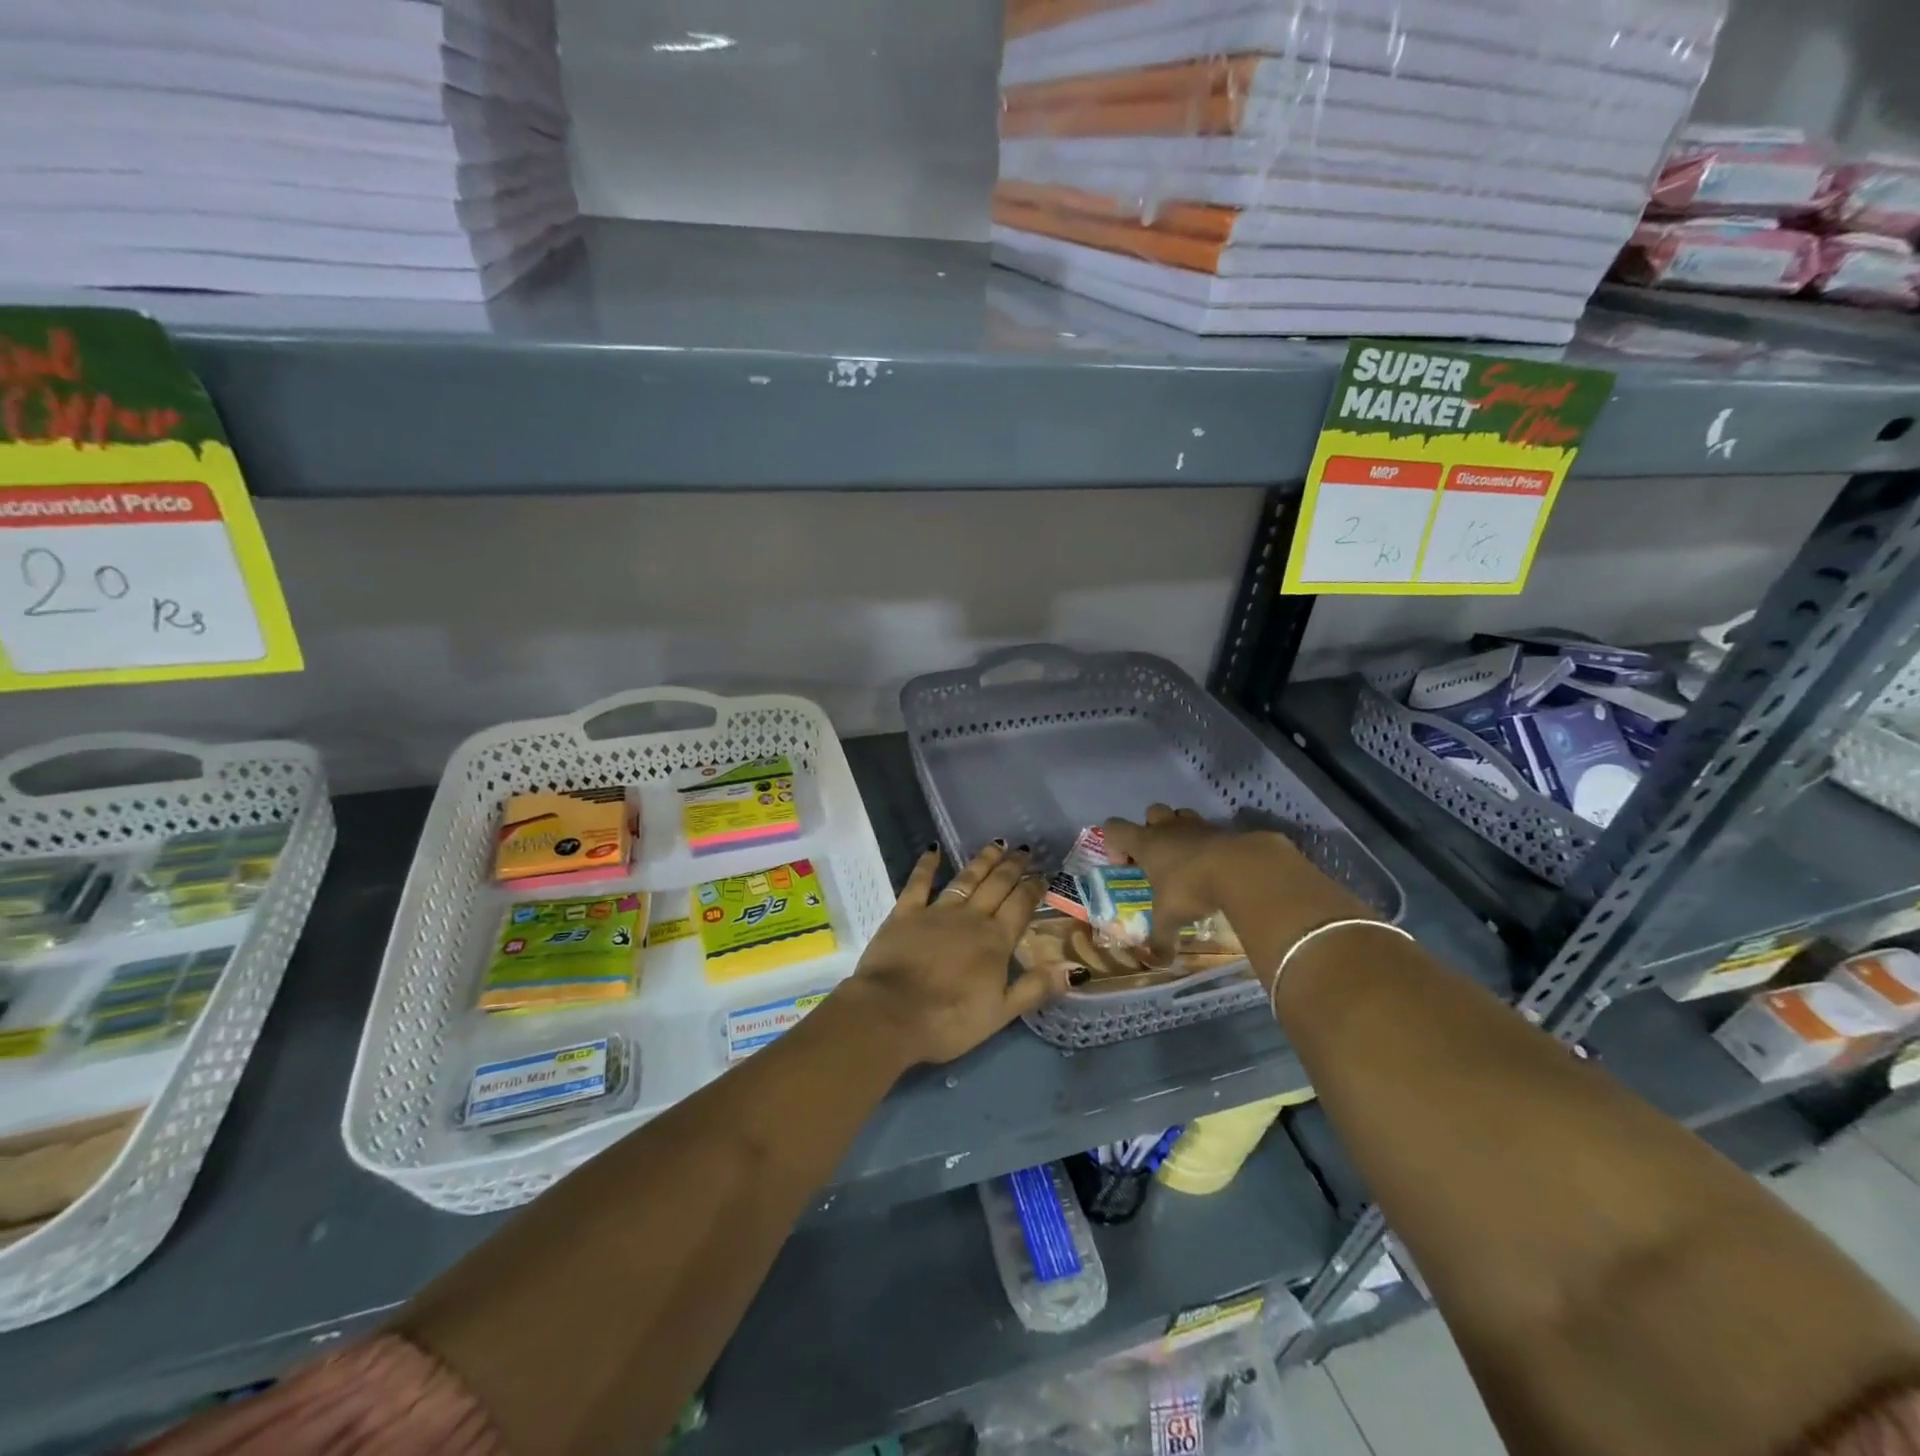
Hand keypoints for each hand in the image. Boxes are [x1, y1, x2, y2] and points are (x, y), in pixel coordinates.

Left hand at [839, 842, 1064, 1065]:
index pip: (1020, 905)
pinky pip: (918, 882)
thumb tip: (1076, 969)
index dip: (1033, 888)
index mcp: (995, 940)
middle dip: (1013, 867)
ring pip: (966, 878)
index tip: (1043, 873)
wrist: (891, 1013)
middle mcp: (970, 917)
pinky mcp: (905, 913)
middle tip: (1024, 849)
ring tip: (996, 843)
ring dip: (983, 860)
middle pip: (997, 885)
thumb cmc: (949, 1020)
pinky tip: (934, 849)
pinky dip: (927, 865)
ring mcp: (936, 911)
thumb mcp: (1001, 1013)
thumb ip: (1036, 988)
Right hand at [1102, 805, 1341, 968]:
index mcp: (1146, 844)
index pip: (1114, 828)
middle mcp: (1168, 828)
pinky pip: (1209, 829)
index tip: (1126, 865)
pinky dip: (1209, 842)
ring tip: (1187, 858)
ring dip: (1180, 830)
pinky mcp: (1224, 829)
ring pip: (1181, 814)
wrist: (1242, 868)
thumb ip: (1161, 937)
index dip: (1114, 843)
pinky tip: (1216, 865)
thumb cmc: (1192, 888)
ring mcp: (1197, 825)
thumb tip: (1157, 962)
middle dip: (1151, 830)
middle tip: (1159, 858)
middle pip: (1150, 813)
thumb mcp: (1171, 918)